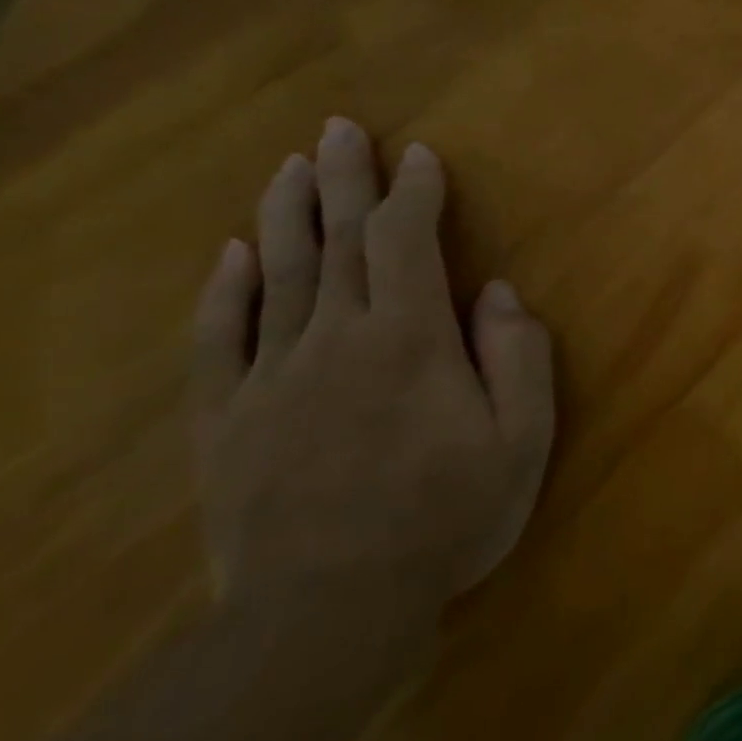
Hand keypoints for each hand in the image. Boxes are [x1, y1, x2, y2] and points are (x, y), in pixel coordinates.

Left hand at [189, 118, 555, 641]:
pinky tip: (233, 254)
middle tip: (339, 129)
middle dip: (344, 179)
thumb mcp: (521, 440)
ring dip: (287, 213)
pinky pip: (220, 339)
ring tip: (291, 166)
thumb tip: (496, 293)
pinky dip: (226, 291)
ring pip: (278, 274)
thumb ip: (518, 357)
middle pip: (338, 241)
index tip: (420, 156)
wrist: (329, 611)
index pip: (407, 242)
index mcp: (410, 339)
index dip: (414, 193)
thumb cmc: (447, 517)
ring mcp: (272, 376)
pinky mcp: (228, 418)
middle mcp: (336, 338)